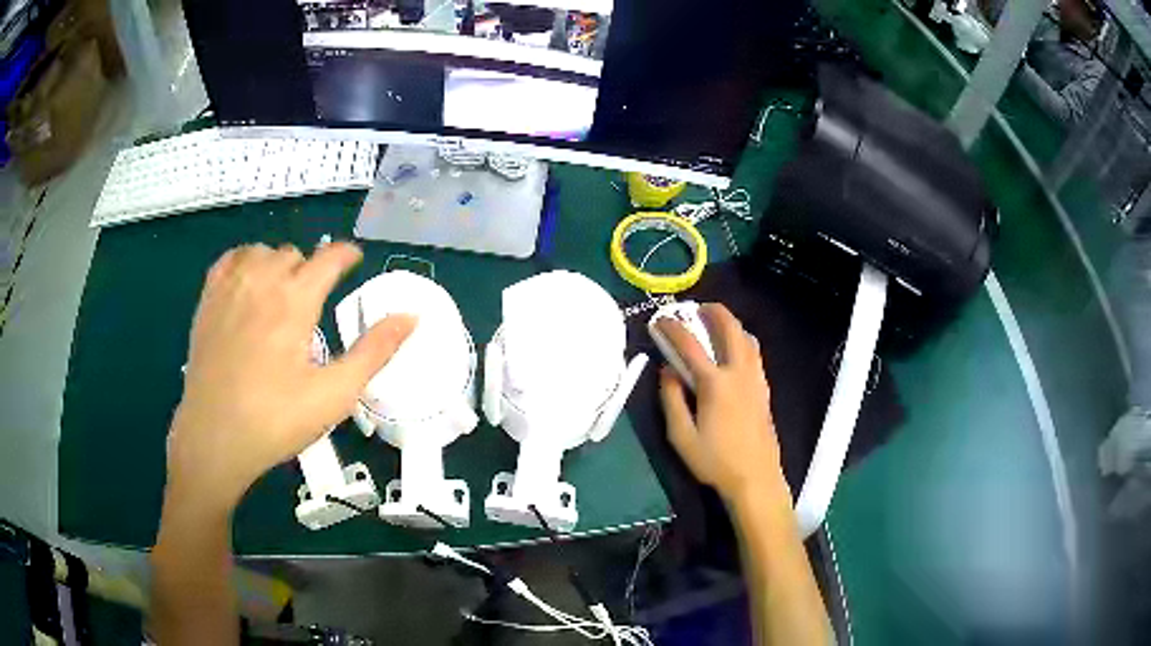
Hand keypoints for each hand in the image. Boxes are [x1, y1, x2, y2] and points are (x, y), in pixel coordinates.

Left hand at [166, 242, 414, 512]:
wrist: (215, 439)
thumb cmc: (276, 420)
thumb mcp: (334, 394)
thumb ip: (374, 352)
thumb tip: (411, 316)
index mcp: (295, 301)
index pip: (329, 258)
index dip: (347, 255)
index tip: (355, 260)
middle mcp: (262, 282)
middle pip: (294, 254)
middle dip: (311, 269)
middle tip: (315, 301)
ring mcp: (230, 289)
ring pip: (261, 252)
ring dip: (277, 264)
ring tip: (281, 293)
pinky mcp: (207, 301)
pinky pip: (229, 260)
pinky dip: (244, 262)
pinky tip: (247, 284)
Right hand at [657, 304, 783, 506]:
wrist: (755, 478)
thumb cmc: (714, 461)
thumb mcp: (680, 436)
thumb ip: (671, 399)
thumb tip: (667, 370)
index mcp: (715, 384)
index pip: (690, 345)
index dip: (673, 328)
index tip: (661, 319)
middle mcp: (738, 373)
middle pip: (729, 328)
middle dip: (713, 311)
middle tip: (698, 308)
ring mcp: (755, 379)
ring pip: (747, 338)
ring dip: (731, 323)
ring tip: (716, 323)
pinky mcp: (764, 389)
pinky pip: (754, 353)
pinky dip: (742, 340)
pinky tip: (734, 349)